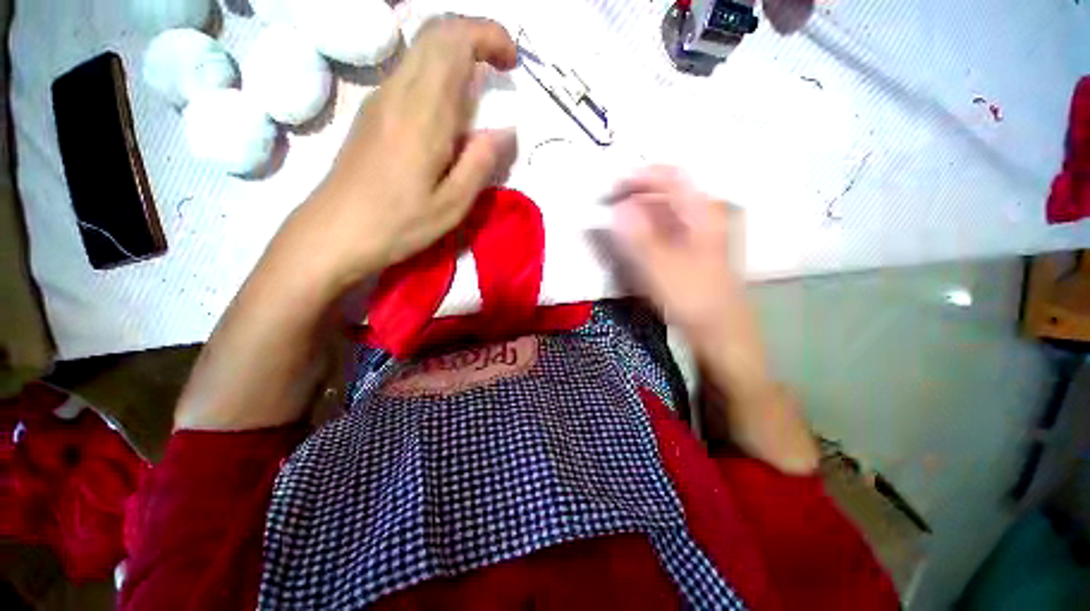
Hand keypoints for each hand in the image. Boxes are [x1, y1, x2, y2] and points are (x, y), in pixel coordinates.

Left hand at [285, 17, 518, 293]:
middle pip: (435, 32)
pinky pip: (411, 72)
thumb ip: (481, 163)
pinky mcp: (373, 111)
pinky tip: (451, 110)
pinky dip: (440, 72)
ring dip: (458, 53)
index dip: (489, 35)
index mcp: (424, 114)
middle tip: (501, 68)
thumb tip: (506, 131)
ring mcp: (381, 98)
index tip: (513, 62)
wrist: (335, 231)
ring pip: (421, 48)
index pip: (454, 40)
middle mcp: (399, 92)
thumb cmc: (398, 223)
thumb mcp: (452, 205)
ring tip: (482, 89)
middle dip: (476, 36)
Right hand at [610, 166, 746, 343]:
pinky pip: (667, 228)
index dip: (640, 177)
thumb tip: (617, 208)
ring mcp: (700, 233)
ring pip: (666, 211)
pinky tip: (634, 239)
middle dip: (636, 195)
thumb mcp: (660, 267)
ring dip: (640, 212)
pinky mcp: (693, 250)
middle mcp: (705, 215)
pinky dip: (648, 228)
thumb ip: (637, 235)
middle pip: (668, 192)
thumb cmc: (693, 298)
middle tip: (610, 206)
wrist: (721, 330)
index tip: (612, 187)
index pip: (671, 177)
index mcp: (703, 212)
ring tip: (616, 222)